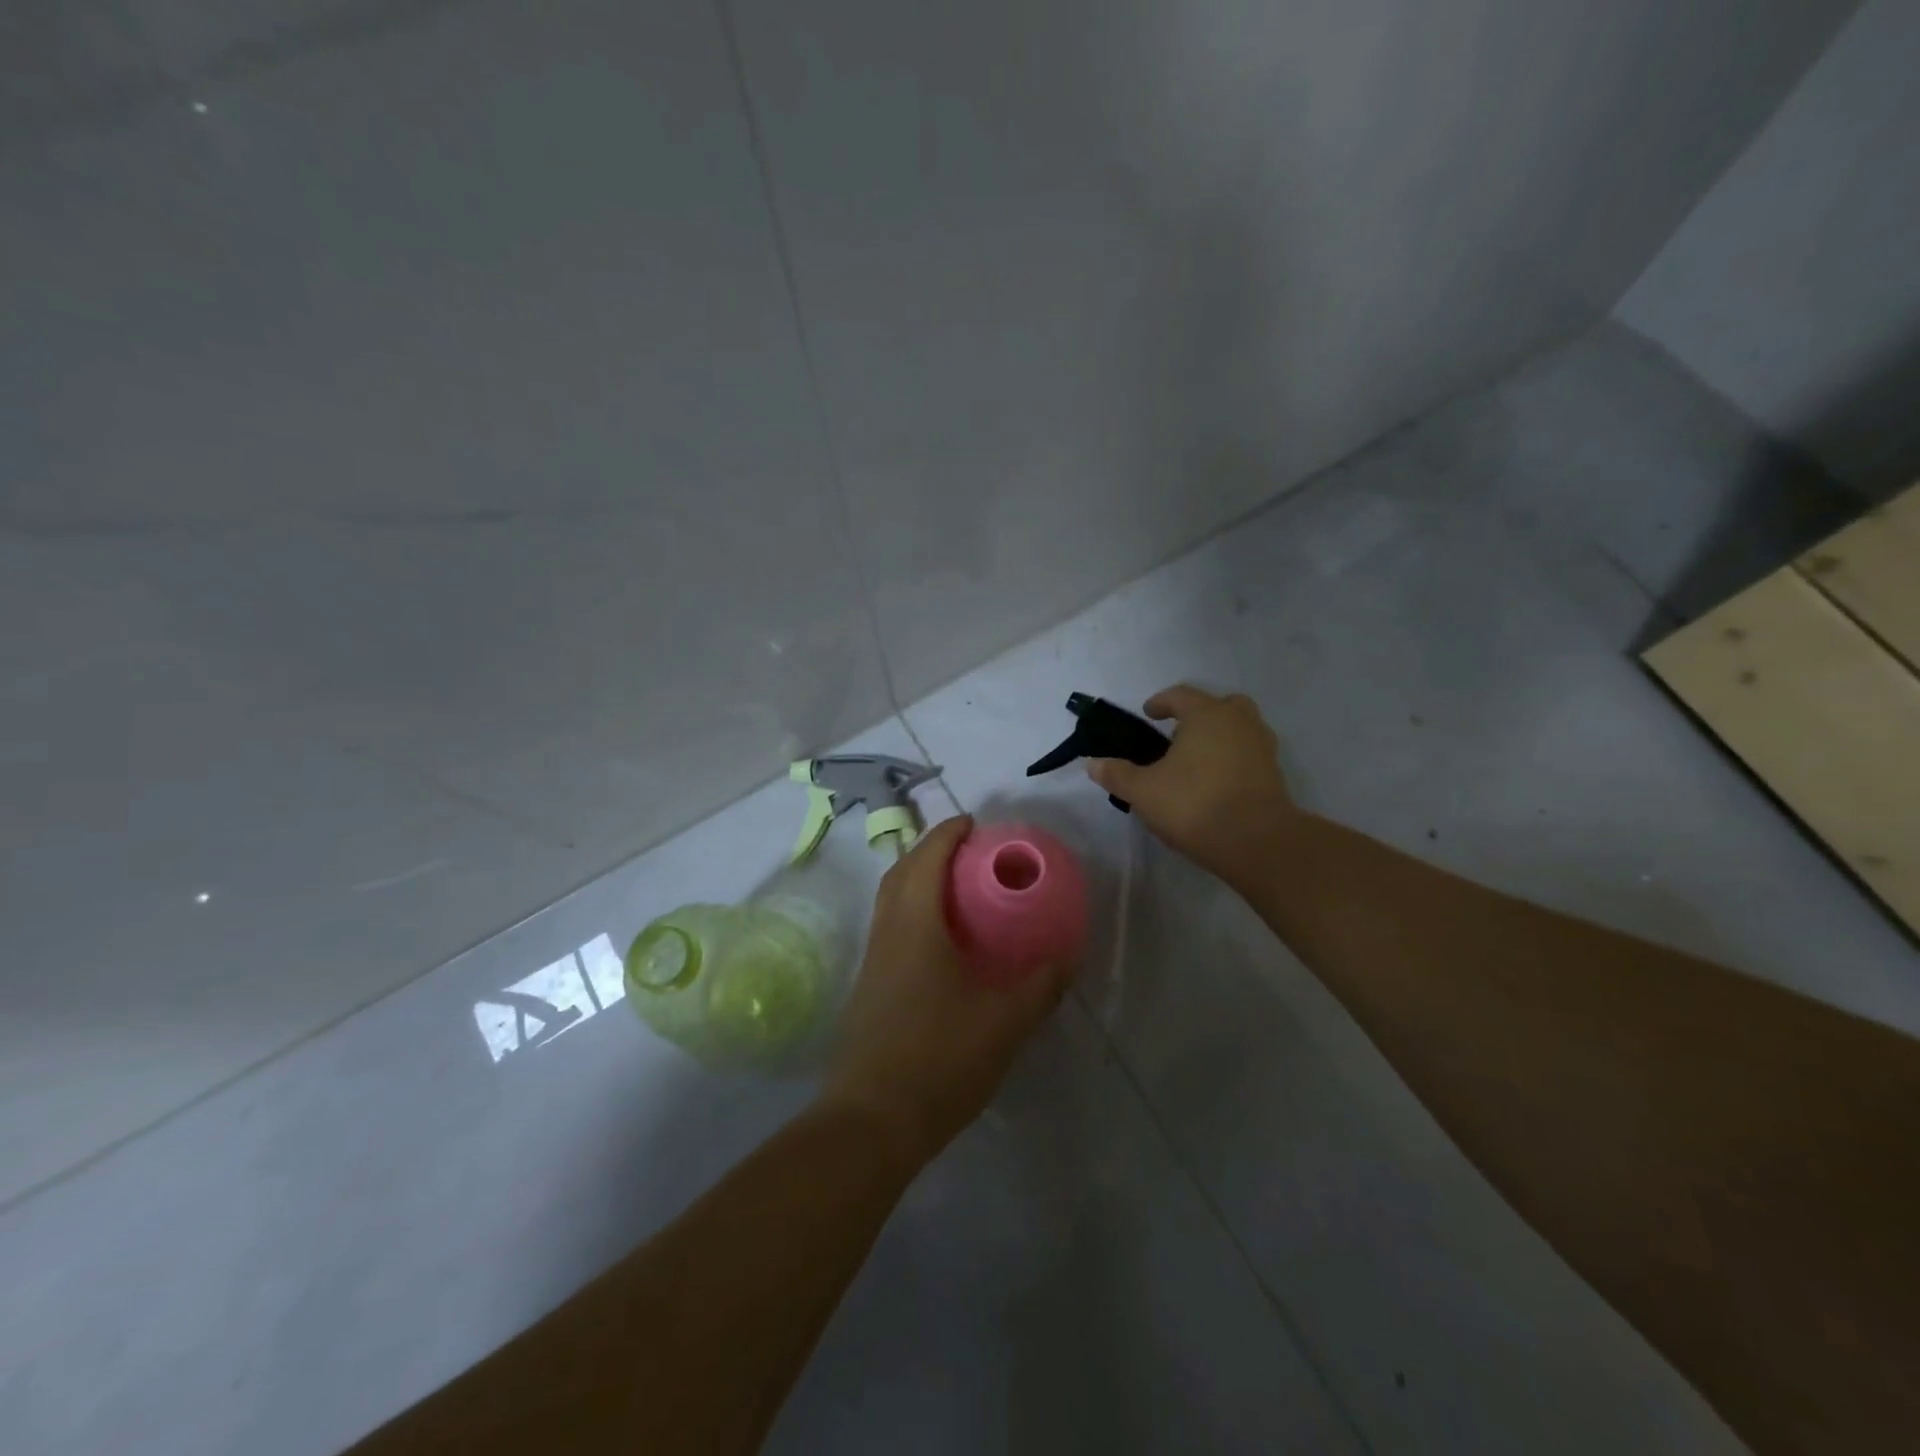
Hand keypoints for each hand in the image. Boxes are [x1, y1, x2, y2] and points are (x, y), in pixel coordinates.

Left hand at [822, 816, 1071, 1166]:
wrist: (872, 1119)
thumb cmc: (939, 1057)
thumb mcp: (1005, 1021)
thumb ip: (1041, 985)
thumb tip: (1069, 956)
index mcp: (915, 922)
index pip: (927, 857)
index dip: (949, 833)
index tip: (974, 823)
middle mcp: (887, 930)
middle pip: (902, 871)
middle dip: (932, 852)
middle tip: (969, 854)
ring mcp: (873, 960)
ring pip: (892, 901)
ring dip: (919, 882)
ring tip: (959, 892)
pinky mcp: (869, 987)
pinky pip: (891, 928)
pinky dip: (914, 914)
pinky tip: (942, 944)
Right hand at [1086, 685, 1298, 882]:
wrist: (1256, 841)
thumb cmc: (1194, 804)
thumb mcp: (1143, 791)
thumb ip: (1117, 774)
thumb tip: (1092, 764)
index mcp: (1207, 714)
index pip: (1180, 695)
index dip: (1161, 702)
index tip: (1148, 713)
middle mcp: (1239, 721)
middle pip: (1219, 705)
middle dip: (1198, 715)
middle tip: (1177, 734)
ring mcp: (1262, 746)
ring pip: (1239, 728)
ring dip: (1219, 736)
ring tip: (1195, 760)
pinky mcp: (1274, 774)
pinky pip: (1248, 754)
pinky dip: (1232, 759)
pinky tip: (1215, 782)